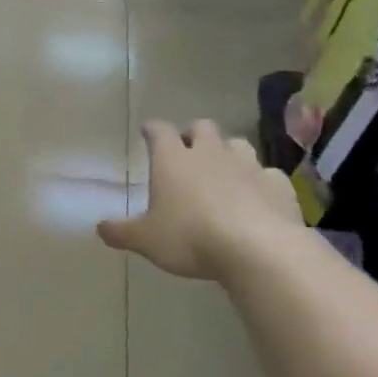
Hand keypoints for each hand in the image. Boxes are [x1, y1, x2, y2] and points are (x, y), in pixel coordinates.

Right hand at [99, 121, 303, 279]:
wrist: (258, 248)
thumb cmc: (190, 238)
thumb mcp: (146, 240)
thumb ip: (121, 232)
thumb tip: (99, 228)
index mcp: (173, 160)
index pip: (159, 131)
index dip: (152, 130)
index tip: (148, 132)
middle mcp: (210, 153)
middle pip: (202, 128)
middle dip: (192, 134)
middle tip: (186, 150)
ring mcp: (248, 165)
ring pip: (236, 144)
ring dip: (227, 152)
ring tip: (222, 169)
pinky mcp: (277, 184)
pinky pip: (266, 174)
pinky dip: (258, 181)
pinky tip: (255, 196)